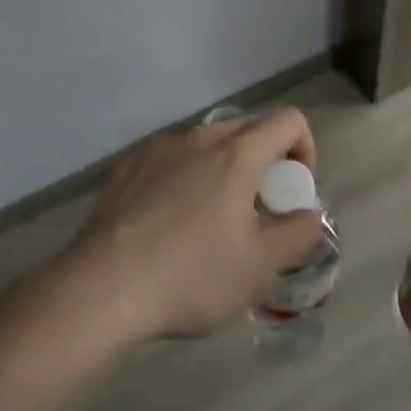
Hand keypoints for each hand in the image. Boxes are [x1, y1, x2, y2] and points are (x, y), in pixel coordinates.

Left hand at [57, 108, 324, 343]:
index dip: (305, 149)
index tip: (294, 191)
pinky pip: (171, 157)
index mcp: (238, 153)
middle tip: (257, 209)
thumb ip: (299, 234)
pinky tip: (167, 221)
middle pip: (249, 128)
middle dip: (265, 159)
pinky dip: (185, 176)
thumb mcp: (260, 268)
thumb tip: (311, 214)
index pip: (289, 120)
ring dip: (223, 168)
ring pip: (207, 143)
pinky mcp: (127, 165)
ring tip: (210, 219)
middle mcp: (200, 137)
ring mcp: (159, 148)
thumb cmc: (190, 277)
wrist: (100, 290)